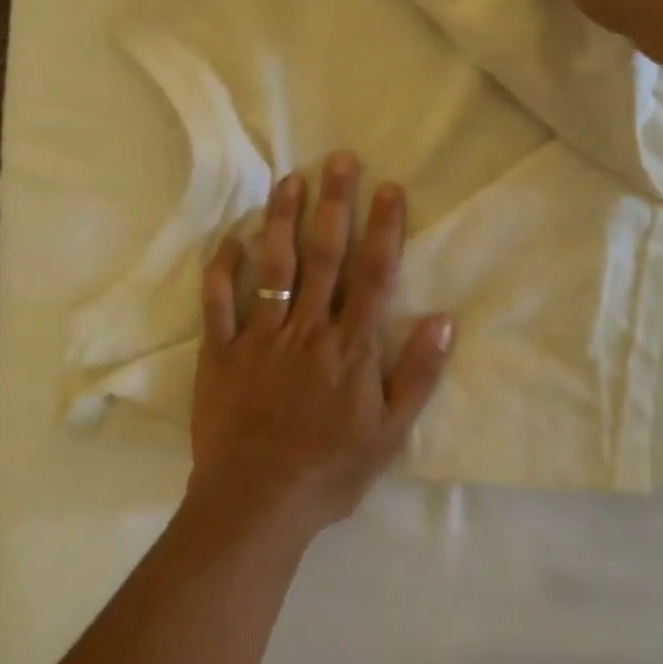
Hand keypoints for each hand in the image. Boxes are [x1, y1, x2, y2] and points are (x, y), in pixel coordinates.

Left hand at [187, 153, 452, 543]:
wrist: (257, 503)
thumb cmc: (329, 470)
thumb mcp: (389, 434)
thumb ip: (417, 374)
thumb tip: (443, 319)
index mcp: (349, 346)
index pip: (372, 274)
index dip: (383, 228)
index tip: (389, 187)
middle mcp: (306, 328)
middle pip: (323, 255)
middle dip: (334, 204)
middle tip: (339, 160)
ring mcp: (259, 336)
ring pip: (273, 266)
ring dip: (281, 219)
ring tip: (289, 179)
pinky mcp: (220, 352)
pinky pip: (219, 302)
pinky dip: (222, 268)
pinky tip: (230, 237)